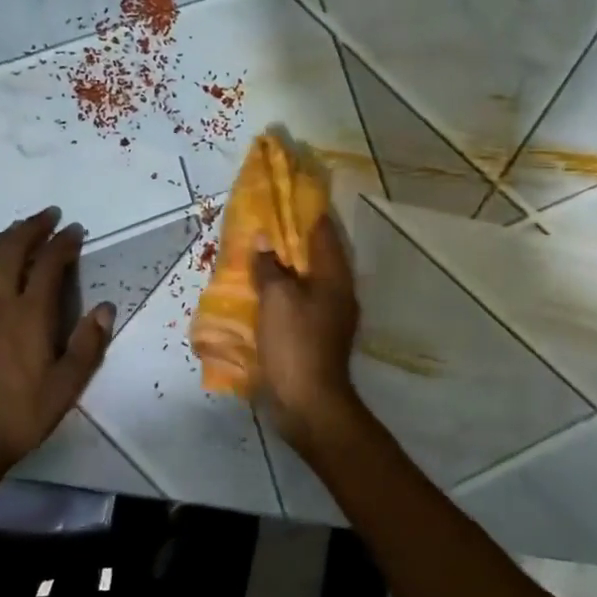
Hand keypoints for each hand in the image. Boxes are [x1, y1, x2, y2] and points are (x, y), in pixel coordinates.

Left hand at [0, 209, 114, 514]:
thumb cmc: (20, 415)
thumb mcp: (67, 386)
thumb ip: (88, 343)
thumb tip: (106, 307)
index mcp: (29, 316)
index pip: (48, 265)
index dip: (63, 243)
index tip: (76, 230)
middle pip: (13, 251)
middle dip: (33, 228)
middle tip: (50, 215)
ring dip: (6, 237)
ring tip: (22, 227)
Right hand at [251, 215, 364, 451]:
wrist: (308, 402)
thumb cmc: (295, 343)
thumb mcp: (276, 298)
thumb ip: (270, 266)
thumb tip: (266, 240)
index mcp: (334, 275)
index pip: (322, 230)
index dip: (304, 210)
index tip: (283, 195)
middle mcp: (338, 290)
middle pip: (316, 254)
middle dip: (291, 238)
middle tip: (263, 222)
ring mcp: (330, 315)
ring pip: (307, 278)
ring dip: (285, 266)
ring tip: (258, 252)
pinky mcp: (317, 335)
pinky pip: (299, 301)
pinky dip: (283, 291)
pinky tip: (261, 291)